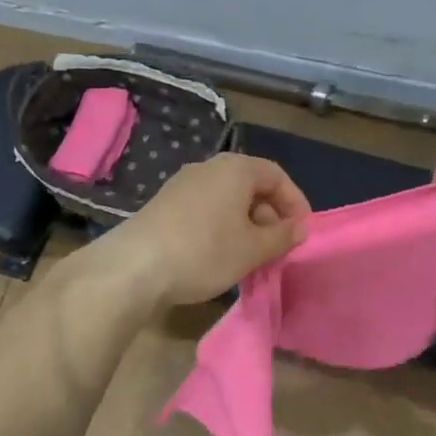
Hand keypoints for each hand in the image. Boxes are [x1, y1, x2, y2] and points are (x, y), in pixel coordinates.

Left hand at [104, 153, 311, 307]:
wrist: (134, 267)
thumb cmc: (205, 251)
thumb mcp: (253, 249)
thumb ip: (282, 236)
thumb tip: (300, 228)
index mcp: (235, 169)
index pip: (277, 175)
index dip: (295, 202)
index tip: (302, 232)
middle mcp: (209, 168)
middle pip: (251, 186)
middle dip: (270, 216)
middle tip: (278, 248)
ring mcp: (182, 185)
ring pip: (227, 200)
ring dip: (246, 225)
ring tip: (251, 257)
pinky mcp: (164, 205)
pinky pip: (206, 210)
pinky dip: (222, 228)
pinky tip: (220, 256)